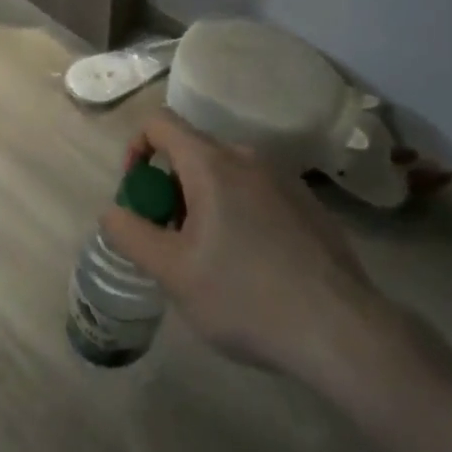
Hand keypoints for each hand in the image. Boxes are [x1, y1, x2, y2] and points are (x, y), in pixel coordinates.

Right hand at [100, 110, 382, 381]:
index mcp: (212, 162)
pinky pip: (256, 191)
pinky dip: (237, 212)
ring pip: (225, 174)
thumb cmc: (245, 297)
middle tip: (170, 241)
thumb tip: (112, 211)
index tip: (137, 195)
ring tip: (209, 260)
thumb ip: (132, 235)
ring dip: (203, 203)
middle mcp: (247, 156)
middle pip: (192, 151)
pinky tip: (252, 266)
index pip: (160, 123)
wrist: (340, 328)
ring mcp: (283, 177)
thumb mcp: (174, 273)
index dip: (136, 149)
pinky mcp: (307, 202)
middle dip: (170, 188)